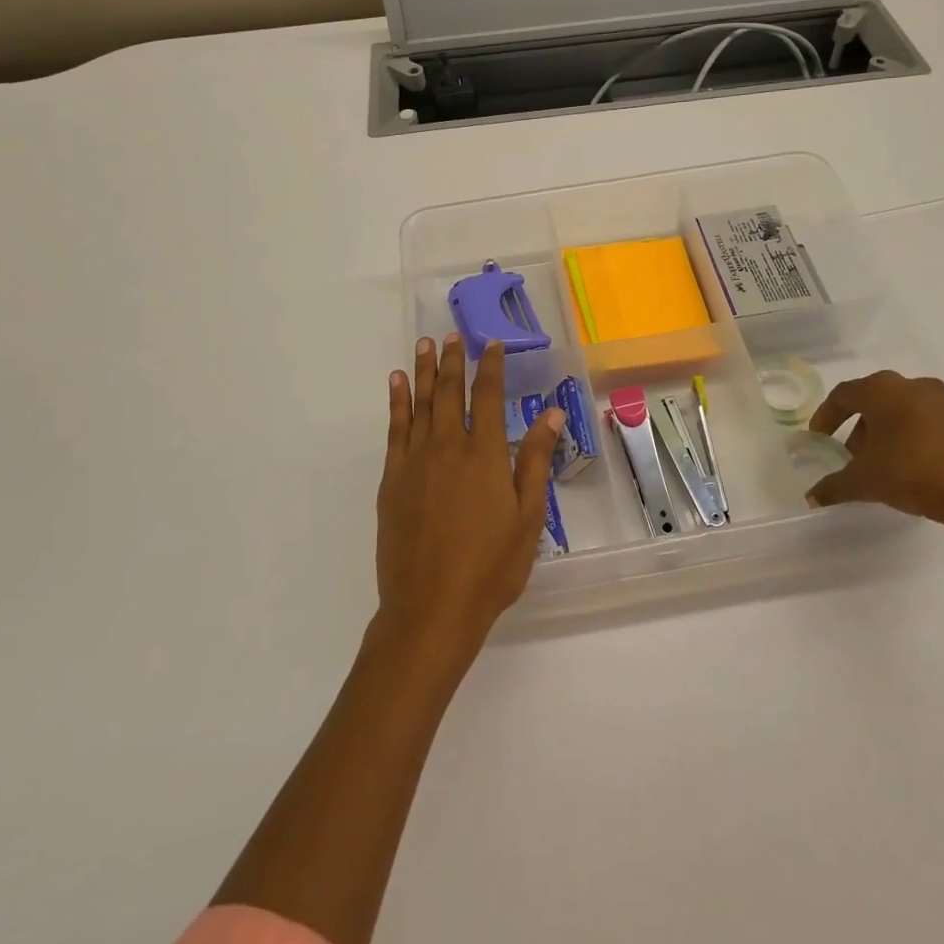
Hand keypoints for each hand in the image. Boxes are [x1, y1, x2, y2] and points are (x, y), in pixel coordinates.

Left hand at [373, 335, 563, 662]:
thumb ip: (535, 461)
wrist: (431, 609)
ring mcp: (415, 462)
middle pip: (449, 392)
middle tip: (452, 335)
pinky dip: (396, 402)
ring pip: (419, 403)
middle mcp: (447, 447)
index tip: (492, 344)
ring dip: (423, 371)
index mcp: (484, 454)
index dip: (490, 366)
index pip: (487, 396)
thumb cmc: (490, 567)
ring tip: (424, 345)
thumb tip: (551, 414)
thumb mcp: (527, 517)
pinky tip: (396, 385)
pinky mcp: (392, 479)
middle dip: (453, 360)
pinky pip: (394, 429)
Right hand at [804, 370, 943, 536]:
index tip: (819, 438)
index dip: (826, 416)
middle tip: (851, 457)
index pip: (843, 395)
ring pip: (903, 412)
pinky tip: (915, 470)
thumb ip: (834, 486)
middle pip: (874, 402)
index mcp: (882, 390)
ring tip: (883, 467)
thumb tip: (812, 497)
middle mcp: (913, 386)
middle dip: (858, 428)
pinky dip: (914, 441)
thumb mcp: (865, 481)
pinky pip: (929, 425)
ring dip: (887, 434)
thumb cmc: (914, 472)